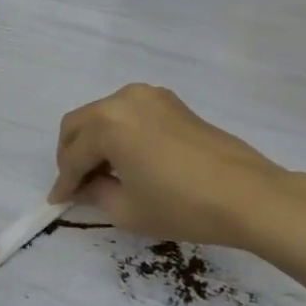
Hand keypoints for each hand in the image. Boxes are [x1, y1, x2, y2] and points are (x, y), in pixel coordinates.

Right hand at [49, 84, 292, 249]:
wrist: (248, 195)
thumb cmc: (182, 206)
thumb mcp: (128, 210)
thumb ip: (96, 194)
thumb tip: (85, 188)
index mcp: (107, 123)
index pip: (73, 155)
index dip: (63, 182)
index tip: (57, 202)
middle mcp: (123, 100)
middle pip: (80, 124)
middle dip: (72, 155)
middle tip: (75, 185)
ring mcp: (150, 96)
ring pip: (103, 115)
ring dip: (94, 141)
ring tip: (102, 174)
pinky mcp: (171, 102)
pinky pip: (129, 113)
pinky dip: (118, 133)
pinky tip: (128, 159)